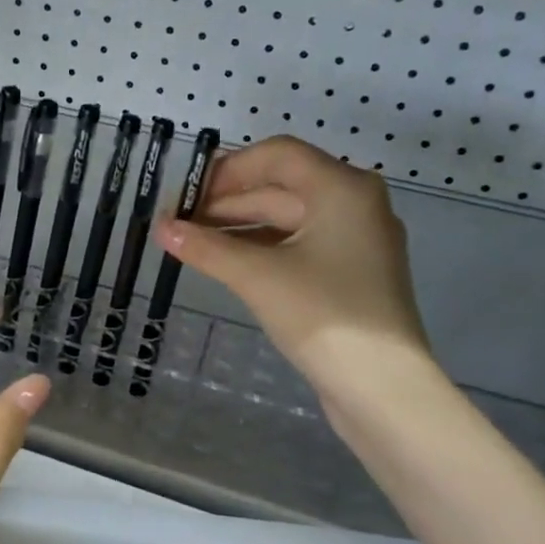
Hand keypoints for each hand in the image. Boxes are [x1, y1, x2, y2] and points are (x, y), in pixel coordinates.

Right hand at [154, 136, 429, 403]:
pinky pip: (298, 245)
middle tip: (179, 220)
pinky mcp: (349, 273)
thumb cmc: (324, 316)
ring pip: (288, 218)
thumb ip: (206, 247)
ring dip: (240, 226)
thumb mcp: (257, 276)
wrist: (383, 388)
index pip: (277, 155)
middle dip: (227, 201)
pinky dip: (261, 248)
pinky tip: (225, 262)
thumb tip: (161, 228)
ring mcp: (355, 241)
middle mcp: (354, 204)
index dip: (227, 168)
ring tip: (192, 241)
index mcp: (342, 188)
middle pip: (281, 185)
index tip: (186, 191)